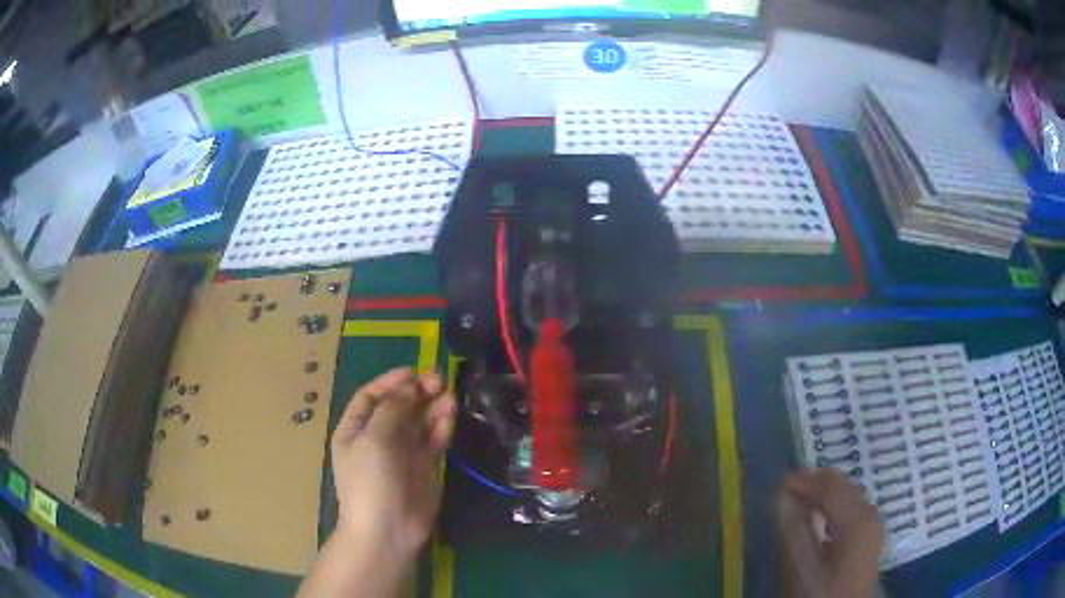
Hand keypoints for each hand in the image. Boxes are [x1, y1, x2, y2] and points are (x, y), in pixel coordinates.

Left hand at [331, 367, 456, 565]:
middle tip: (439, 381)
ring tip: (450, 396)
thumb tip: (409, 389)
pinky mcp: (424, 466)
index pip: (370, 397)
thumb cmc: (371, 482)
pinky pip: (432, 440)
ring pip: (418, 421)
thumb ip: (392, 410)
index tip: (413, 373)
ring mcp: (402, 452)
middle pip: (398, 406)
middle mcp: (377, 437)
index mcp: (355, 430)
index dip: (390, 382)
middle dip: (417, 392)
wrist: (388, 530)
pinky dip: (441, 427)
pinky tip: (450, 416)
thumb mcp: (374, 440)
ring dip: (432, 407)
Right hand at [779, 469, 882, 597]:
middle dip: (814, 484)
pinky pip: (851, 508)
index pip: (831, 484)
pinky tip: (818, 520)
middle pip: (843, 485)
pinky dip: (833, 506)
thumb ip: (792, 530)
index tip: (778, 484)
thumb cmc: (821, 592)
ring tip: (798, 504)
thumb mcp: (801, 566)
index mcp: (856, 518)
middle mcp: (869, 513)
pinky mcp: (869, 537)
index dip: (804, 480)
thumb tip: (779, 497)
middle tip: (786, 492)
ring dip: (823, 495)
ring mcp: (872, 525)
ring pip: (848, 495)